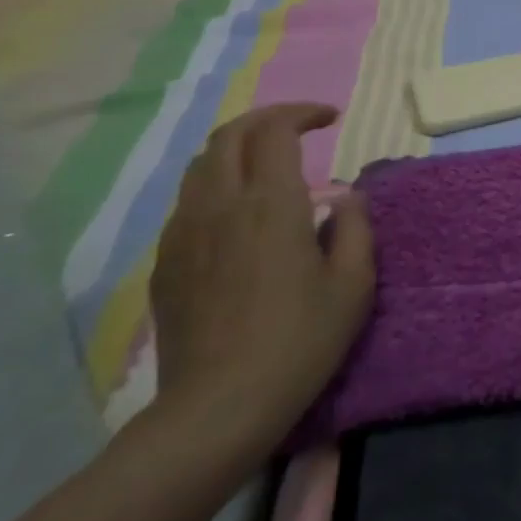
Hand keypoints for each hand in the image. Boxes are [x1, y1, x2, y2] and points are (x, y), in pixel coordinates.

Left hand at [149, 103, 375, 458]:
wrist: (218, 407)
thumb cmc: (300, 341)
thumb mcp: (354, 284)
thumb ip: (355, 229)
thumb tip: (345, 199)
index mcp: (271, 204)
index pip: (275, 130)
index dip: (302, 113)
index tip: (329, 119)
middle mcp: (221, 205)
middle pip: (229, 135)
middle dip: (265, 120)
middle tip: (297, 128)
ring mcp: (185, 233)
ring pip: (201, 165)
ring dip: (236, 149)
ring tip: (266, 164)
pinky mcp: (166, 263)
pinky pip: (188, 203)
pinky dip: (215, 186)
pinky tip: (237, 215)